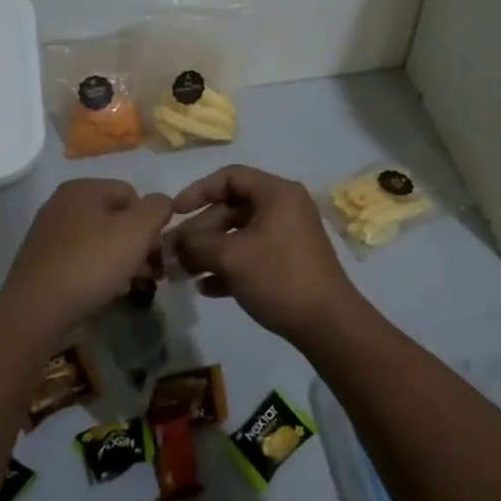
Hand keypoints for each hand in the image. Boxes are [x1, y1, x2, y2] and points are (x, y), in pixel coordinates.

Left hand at [0, 180, 172, 333]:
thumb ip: (158, 208)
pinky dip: (97, 272)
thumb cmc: (91, 263)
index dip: (150, 221)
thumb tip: (162, 203)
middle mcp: (62, 204)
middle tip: (149, 272)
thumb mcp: (137, 230)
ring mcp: (49, 233)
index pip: (132, 194)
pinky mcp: (42, 261)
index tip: (156, 251)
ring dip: (120, 259)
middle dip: (137, 243)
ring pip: (99, 240)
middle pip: (115, 217)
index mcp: (82, 188)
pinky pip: (81, 259)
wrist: (36, 310)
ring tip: (130, 284)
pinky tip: (105, 291)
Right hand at [169, 164, 369, 346]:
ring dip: (209, 252)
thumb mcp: (231, 257)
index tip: (175, 213)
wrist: (327, 324)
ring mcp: (288, 237)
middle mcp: (285, 208)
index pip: (231, 177)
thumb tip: (175, 241)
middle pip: (233, 208)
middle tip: (173, 253)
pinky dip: (228, 268)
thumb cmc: (279, 277)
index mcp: (277, 193)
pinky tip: (206, 289)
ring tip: (182, 273)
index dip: (198, 191)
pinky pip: (252, 256)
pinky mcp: (289, 263)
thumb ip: (197, 243)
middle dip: (200, 231)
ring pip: (239, 235)